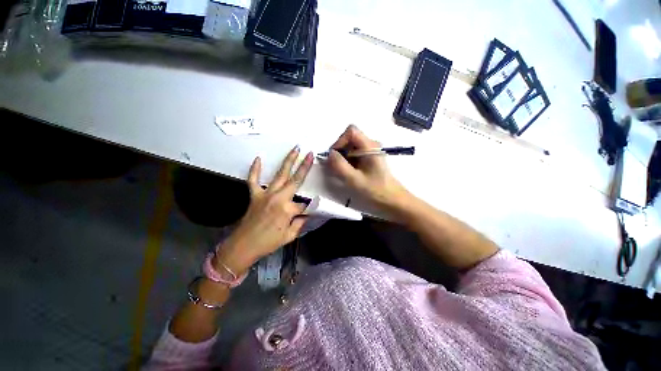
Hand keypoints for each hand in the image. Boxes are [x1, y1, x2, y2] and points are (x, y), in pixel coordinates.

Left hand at [214, 146, 313, 274]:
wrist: (243, 246)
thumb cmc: (268, 243)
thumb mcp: (289, 236)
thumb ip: (300, 223)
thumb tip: (307, 214)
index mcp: (288, 210)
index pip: (304, 204)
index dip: (309, 208)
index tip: (311, 210)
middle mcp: (278, 198)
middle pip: (295, 180)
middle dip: (304, 166)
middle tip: (310, 154)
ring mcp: (265, 194)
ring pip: (280, 175)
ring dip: (288, 161)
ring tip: (295, 149)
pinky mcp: (254, 195)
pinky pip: (253, 180)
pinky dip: (255, 169)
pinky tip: (258, 158)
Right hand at [327, 125, 408, 210]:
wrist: (392, 200)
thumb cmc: (375, 190)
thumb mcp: (354, 179)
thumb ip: (340, 165)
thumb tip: (330, 154)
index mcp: (370, 146)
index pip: (351, 131)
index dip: (339, 141)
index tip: (335, 157)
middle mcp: (371, 145)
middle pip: (349, 139)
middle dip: (340, 151)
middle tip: (337, 167)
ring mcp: (371, 152)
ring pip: (351, 148)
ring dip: (343, 158)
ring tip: (344, 173)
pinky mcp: (370, 159)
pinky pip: (354, 155)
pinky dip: (348, 162)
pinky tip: (350, 174)